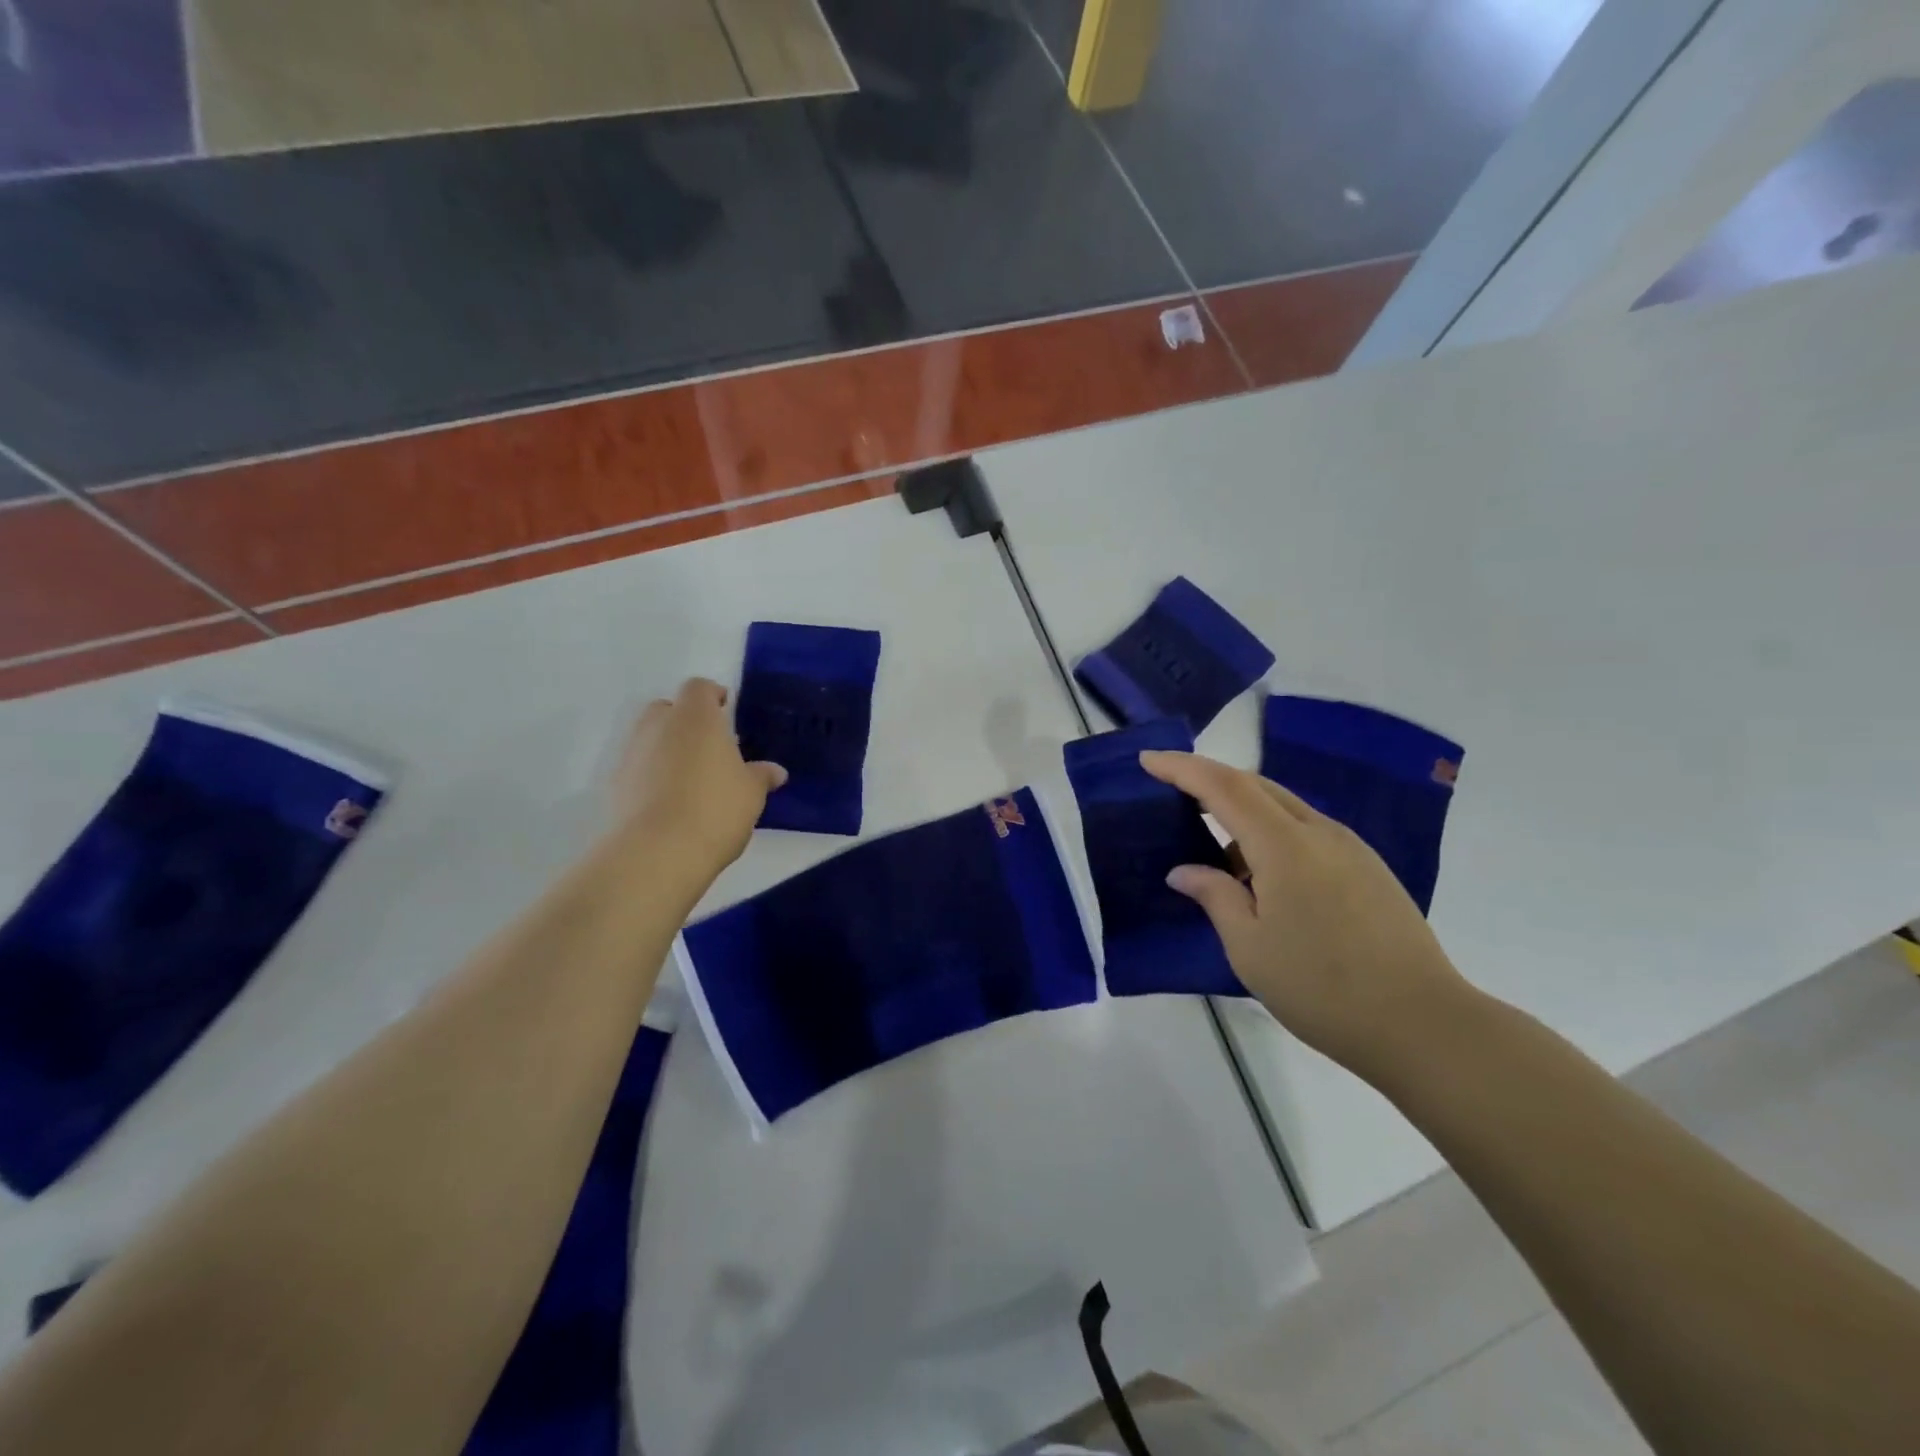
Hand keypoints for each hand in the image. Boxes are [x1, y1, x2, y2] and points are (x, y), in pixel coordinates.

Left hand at [610, 679, 785, 873]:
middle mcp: (658, 726)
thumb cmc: (715, 809)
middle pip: (667, 709)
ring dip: (667, 749)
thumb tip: (775, 771)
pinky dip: (651, 776)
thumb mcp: (751, 793)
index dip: (713, 696)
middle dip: (685, 721)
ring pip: (649, 738)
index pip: (699, 688)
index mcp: (695, 717)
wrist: (656, 853)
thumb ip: (761, 776)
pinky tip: (671, 802)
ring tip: (691, 779)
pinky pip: (637, 768)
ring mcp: (631, 754)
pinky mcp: (614, 785)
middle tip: (709, 746)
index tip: (726, 710)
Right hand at [1141, 750, 1469, 1080]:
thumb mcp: (1249, 947)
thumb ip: (1214, 896)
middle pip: (1256, 786)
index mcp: (1284, 845)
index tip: (1148, 759)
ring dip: (1243, 813)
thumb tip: (1185, 871)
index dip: (1182, 768)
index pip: (1223, 786)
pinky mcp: (1368, 868)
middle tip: (1172, 794)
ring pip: (1284, 808)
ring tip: (1216, 852)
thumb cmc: (1321, 987)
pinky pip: (1307, 832)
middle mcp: (1319, 832)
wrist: (1423, 1024)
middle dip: (1210, 781)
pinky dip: (1272, 835)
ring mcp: (1350, 848)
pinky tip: (1264, 878)